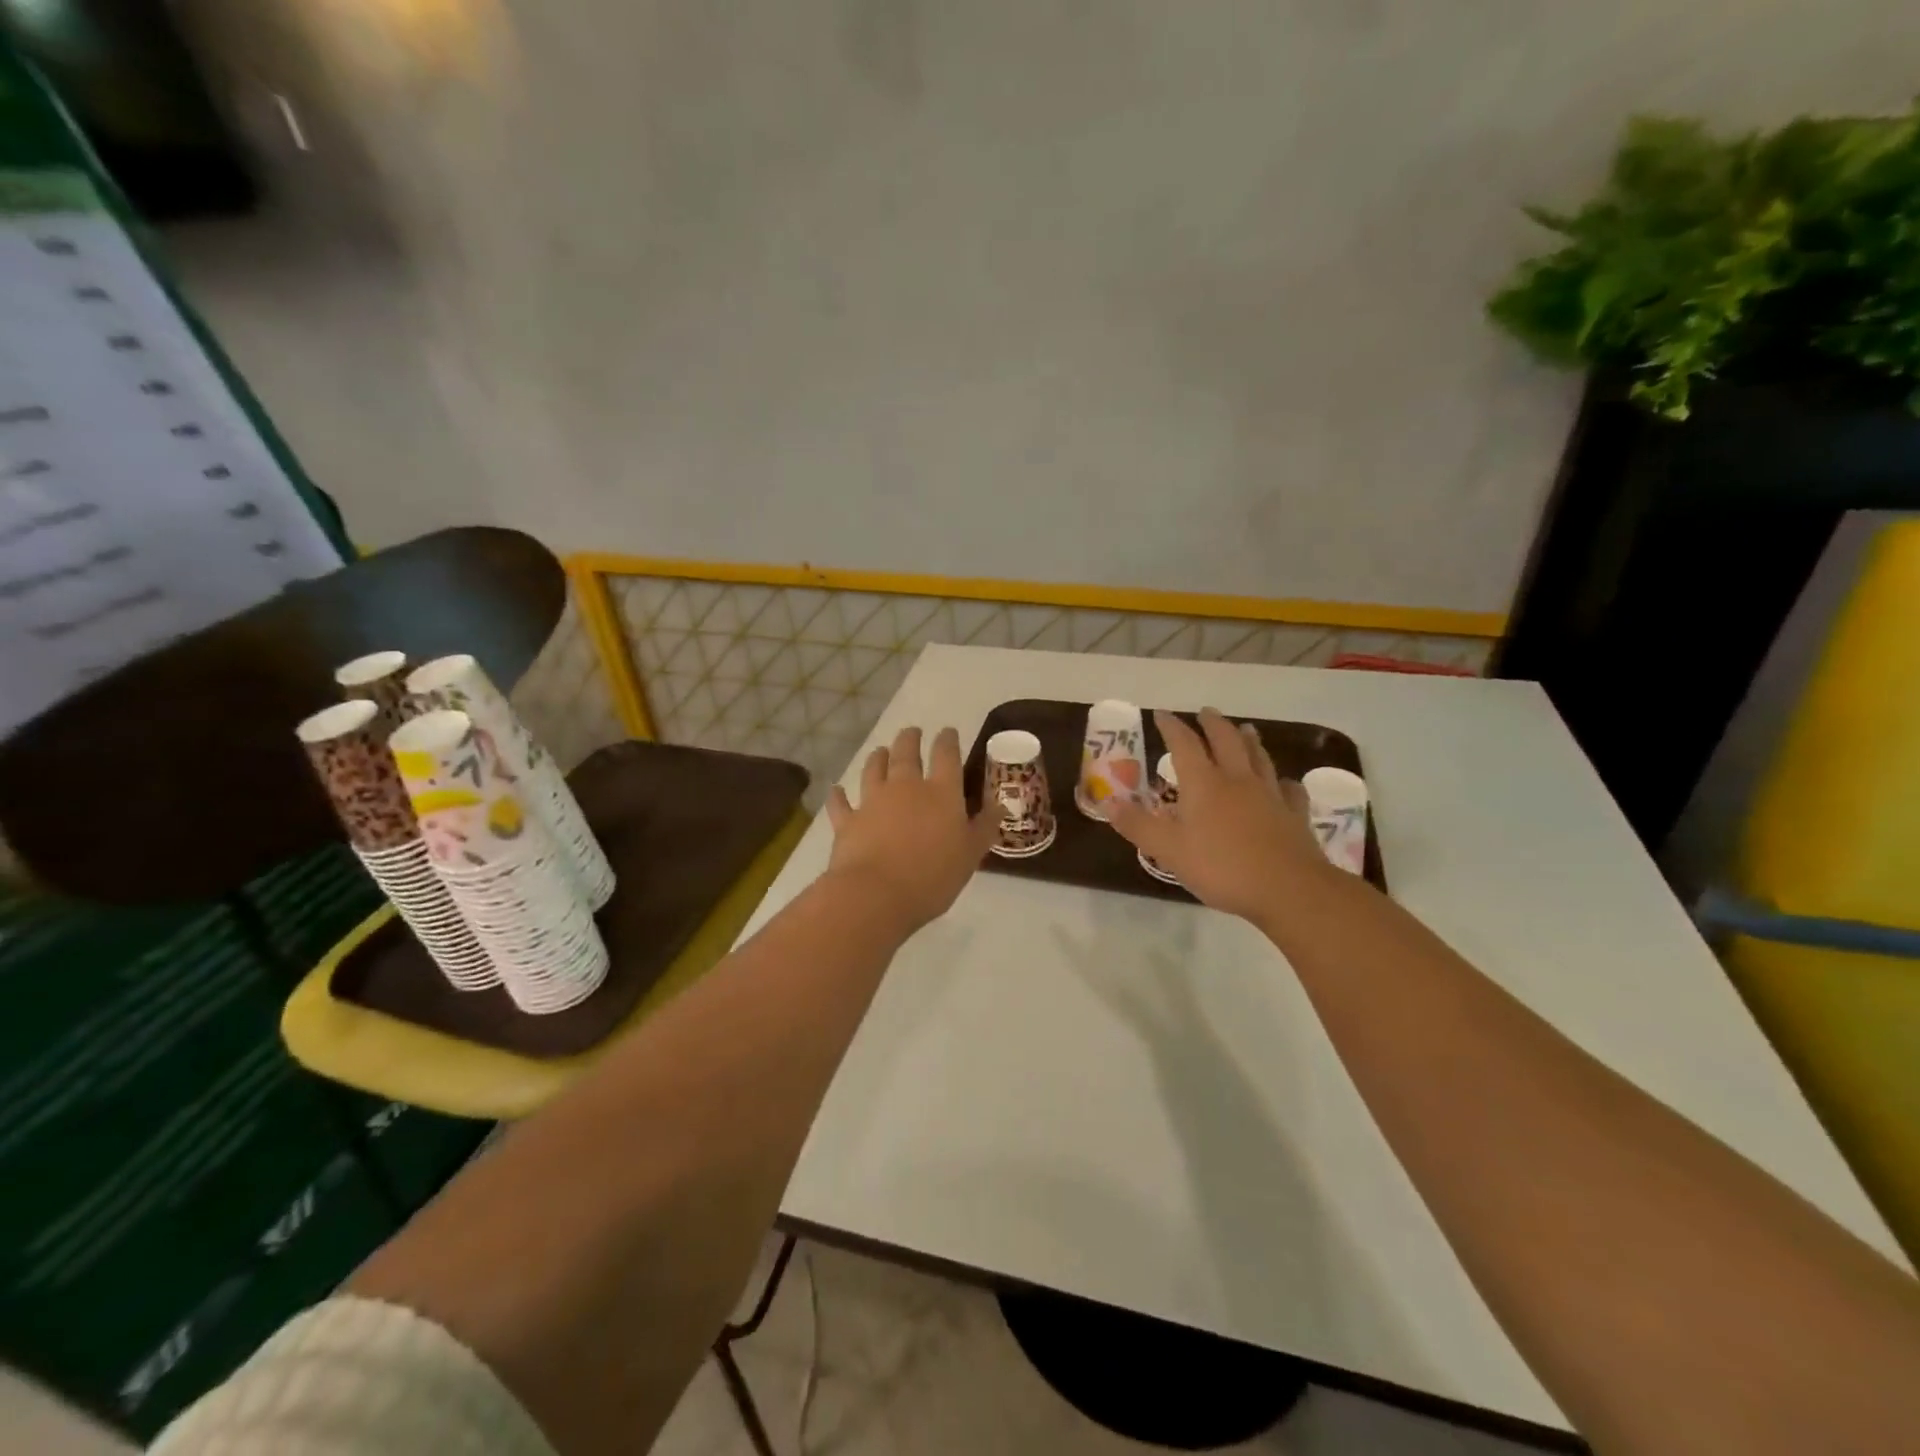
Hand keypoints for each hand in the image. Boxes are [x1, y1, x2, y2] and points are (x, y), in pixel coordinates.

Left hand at [824, 725, 997, 932]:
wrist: (876, 894)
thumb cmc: (932, 876)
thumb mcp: (971, 855)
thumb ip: (984, 827)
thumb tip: (999, 805)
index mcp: (941, 792)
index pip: (946, 755)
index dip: (948, 740)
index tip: (948, 732)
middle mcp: (906, 787)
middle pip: (906, 753)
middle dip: (911, 739)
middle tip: (912, 732)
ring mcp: (872, 801)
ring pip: (873, 769)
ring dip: (878, 757)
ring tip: (881, 751)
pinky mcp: (848, 820)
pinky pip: (841, 802)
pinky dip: (839, 795)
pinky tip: (837, 790)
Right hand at [1108, 707, 1336, 927]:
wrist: (1288, 889)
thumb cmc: (1222, 867)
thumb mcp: (1169, 850)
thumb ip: (1138, 825)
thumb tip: (1108, 803)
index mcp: (1204, 784)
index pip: (1184, 744)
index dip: (1172, 727)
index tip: (1162, 714)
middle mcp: (1237, 780)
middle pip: (1226, 740)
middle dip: (1213, 724)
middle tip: (1205, 712)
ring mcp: (1270, 795)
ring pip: (1259, 757)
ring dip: (1249, 740)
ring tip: (1245, 729)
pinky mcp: (1294, 815)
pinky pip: (1288, 789)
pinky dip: (1282, 781)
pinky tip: (1283, 783)